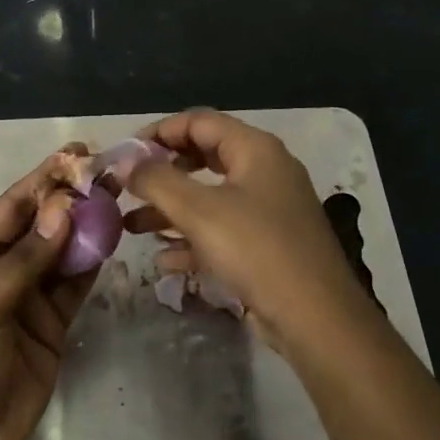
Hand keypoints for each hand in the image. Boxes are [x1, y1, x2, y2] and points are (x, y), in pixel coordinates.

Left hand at [0, 147, 92, 439]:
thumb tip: (63, 208)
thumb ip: (26, 259)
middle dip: (72, 197)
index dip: (44, 178)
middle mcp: (3, 269)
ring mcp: (30, 296)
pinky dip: (93, 261)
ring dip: (88, 225)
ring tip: (119, 196)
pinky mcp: (53, 322)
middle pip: (42, 224)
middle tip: (110, 172)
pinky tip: (113, 237)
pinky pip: (75, 282)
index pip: (14, 206)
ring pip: (64, 250)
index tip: (78, 154)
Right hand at [125, 110, 377, 354]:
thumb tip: (124, 163)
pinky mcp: (267, 245)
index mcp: (255, 149)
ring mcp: (268, 209)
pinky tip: (164, 260)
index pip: (199, 121)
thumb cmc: (256, 250)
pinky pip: (222, 230)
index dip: (159, 132)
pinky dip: (193, 239)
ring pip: (210, 197)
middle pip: (204, 156)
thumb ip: (157, 181)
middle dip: (163, 173)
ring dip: (171, 209)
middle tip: (129, 187)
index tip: (125, 154)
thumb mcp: (199, 211)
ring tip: (131, 226)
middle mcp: (264, 171)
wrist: (316, 318)